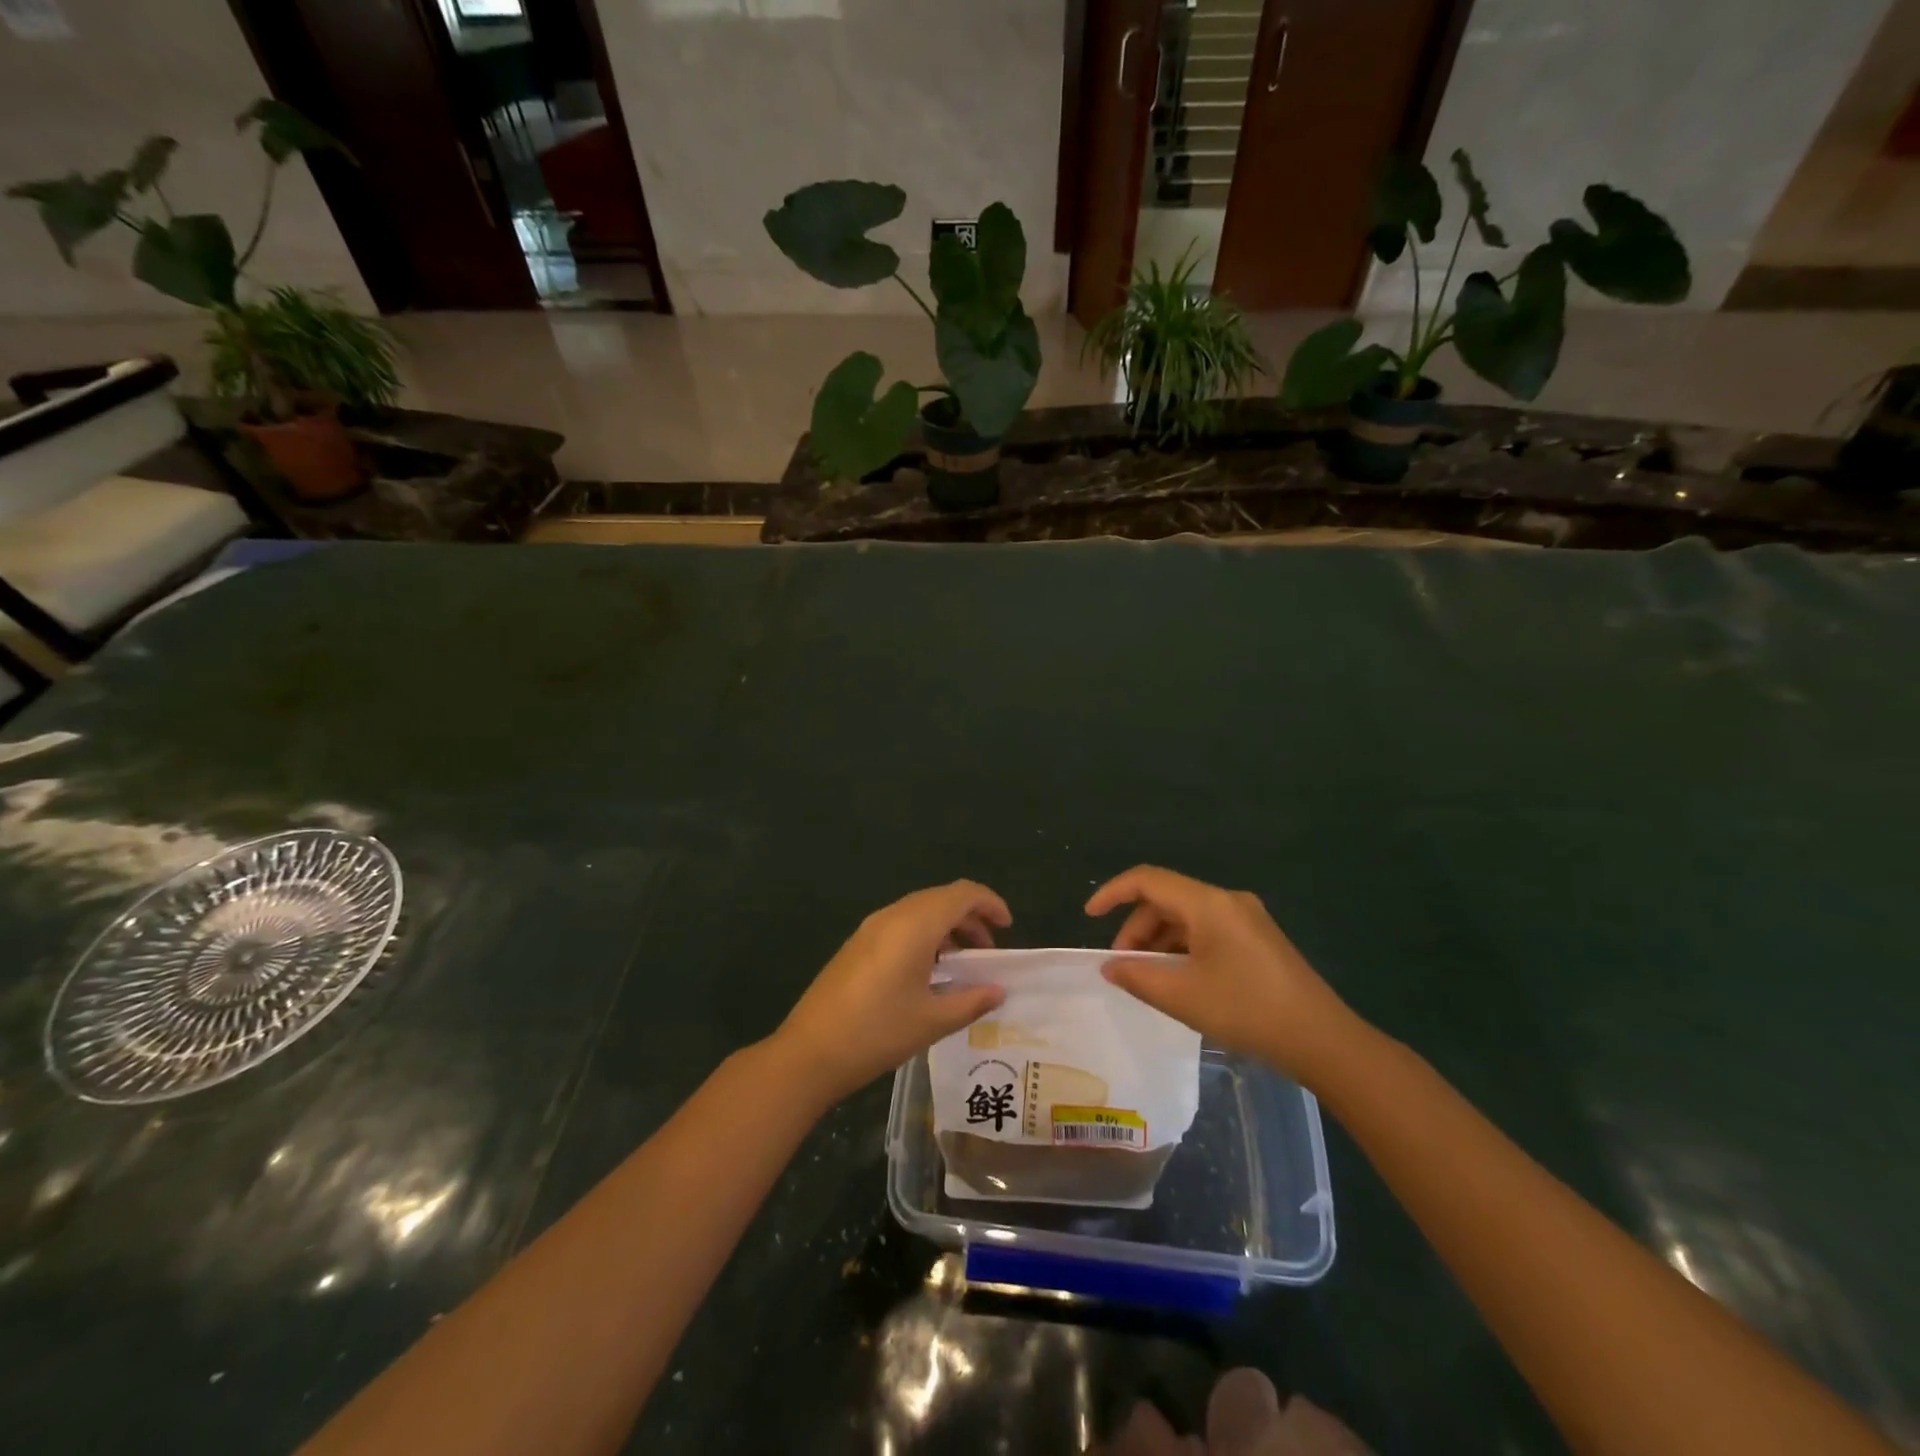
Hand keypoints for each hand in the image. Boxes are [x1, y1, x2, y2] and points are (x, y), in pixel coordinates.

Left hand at [773, 881, 1010, 1104]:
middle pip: (941, 898)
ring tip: (962, 964)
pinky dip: (925, 935)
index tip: (1007, 928)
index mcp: (915, 925)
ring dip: (947, 926)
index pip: (962, 894)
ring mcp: (871, 928)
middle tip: (988, 952)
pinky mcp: (858, 943)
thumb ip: (971, 1001)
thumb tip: (999, 991)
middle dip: (971, 917)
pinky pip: (901, 923)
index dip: (990, 903)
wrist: (809, 1051)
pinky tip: (929, 971)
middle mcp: (893, 915)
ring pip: (920, 910)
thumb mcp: (932, 1021)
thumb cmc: (877, 1033)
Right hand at [1086, 865, 1360, 1084]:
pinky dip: (1182, 948)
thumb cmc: (1247, 1011)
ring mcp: (1246, 918)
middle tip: (1123, 967)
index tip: (1089, 916)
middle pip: (1166, 899)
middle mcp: (1227, 900)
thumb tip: (1109, 966)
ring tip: (1148, 978)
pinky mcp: (1257, 938)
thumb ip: (1137, 977)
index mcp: (1208, 904)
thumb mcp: (1182, 997)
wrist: (1323, 1040)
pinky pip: (1206, 930)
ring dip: (1159, 941)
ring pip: (1186, 917)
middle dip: (1136, 929)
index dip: (1112, 892)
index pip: (1147, 880)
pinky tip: (1179, 979)